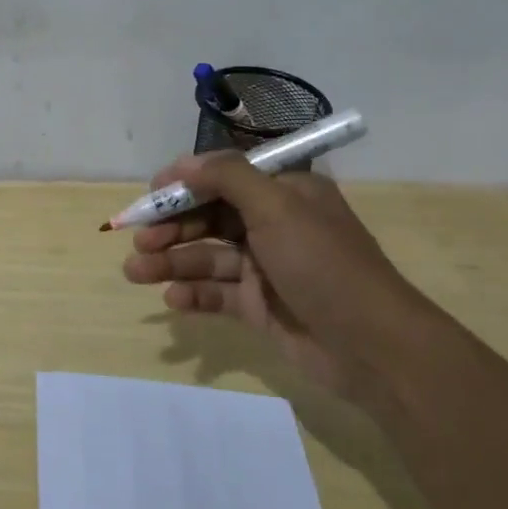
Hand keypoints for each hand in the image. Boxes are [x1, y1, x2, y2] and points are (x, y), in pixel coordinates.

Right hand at [121, 155, 440, 401]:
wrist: (371, 346)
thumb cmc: (324, 264)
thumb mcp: (277, 208)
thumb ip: (227, 178)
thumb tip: (184, 162)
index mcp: (282, 194)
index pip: (223, 178)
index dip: (184, 185)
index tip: (150, 195)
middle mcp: (271, 225)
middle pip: (208, 218)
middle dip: (170, 228)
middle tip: (139, 243)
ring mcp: (263, 268)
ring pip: (205, 257)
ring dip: (170, 262)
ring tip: (136, 273)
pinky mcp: (257, 306)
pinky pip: (215, 293)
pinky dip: (193, 294)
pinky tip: (173, 300)